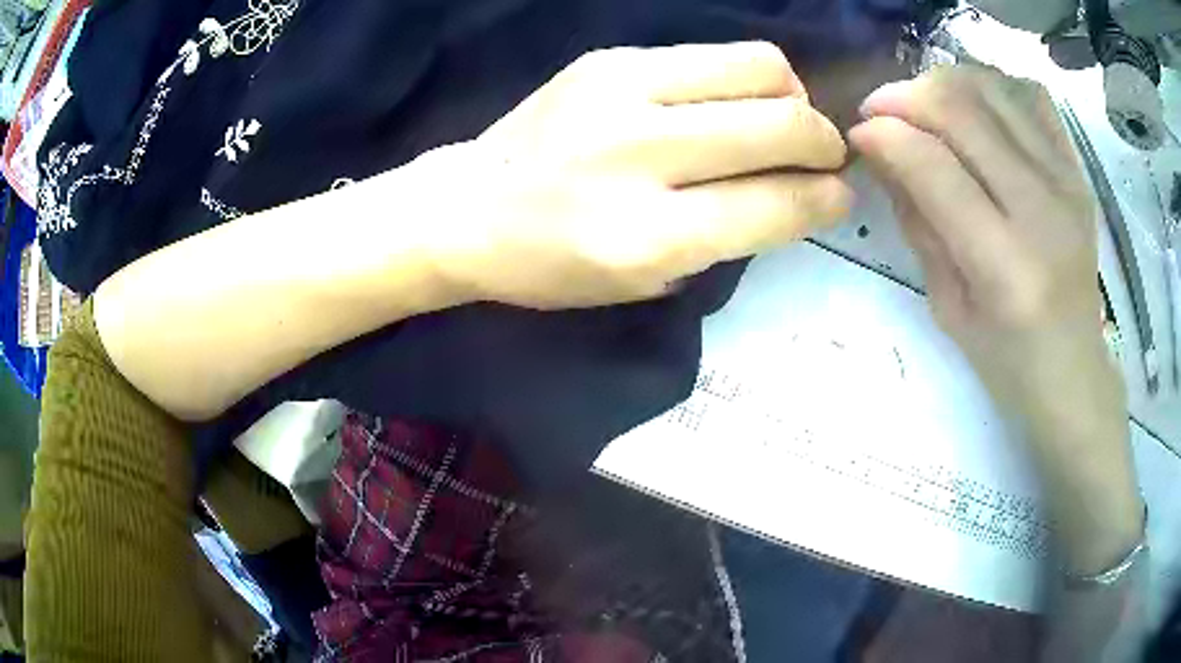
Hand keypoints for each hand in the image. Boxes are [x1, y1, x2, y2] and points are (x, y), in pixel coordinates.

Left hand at [406, 42, 851, 308]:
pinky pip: (711, 54)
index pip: (775, 204)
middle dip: (825, 142)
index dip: (826, 199)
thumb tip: (797, 193)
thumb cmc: (552, 264)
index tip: (841, 195)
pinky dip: (743, 79)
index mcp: (648, 236)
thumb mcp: (644, 282)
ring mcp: (622, 91)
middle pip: (781, 124)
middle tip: (824, 155)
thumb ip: (728, 238)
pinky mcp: (608, 57)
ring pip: (759, 66)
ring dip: (792, 96)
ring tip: (783, 119)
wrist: (468, 208)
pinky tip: (729, 101)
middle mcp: (640, 154)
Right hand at [849, 66, 1119, 432]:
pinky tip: (976, 105)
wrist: (1074, 372)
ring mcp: (1065, 183)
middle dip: (906, 97)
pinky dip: (994, 86)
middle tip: (882, 111)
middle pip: (962, 111)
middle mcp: (1041, 211)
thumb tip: (883, 152)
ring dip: (945, 82)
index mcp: (1005, 267)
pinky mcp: (1077, 171)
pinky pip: (1031, 97)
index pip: (934, 167)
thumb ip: (918, 223)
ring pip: (993, 89)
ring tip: (925, 104)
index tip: (859, 133)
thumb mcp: (947, 307)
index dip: (885, 135)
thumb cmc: (1007, 360)